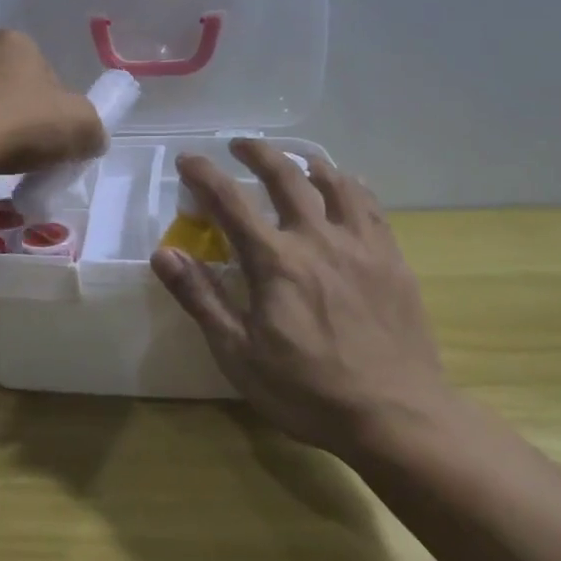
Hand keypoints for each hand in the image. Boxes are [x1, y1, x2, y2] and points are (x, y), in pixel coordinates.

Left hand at [0, 30, 106, 176]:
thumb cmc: (23, 122)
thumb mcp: (81, 124)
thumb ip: (93, 128)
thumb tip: (91, 139)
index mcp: (15, 41)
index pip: (48, 72)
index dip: (59, 104)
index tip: (59, 131)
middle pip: (19, 90)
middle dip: (30, 117)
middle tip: (40, 148)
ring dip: (5, 132)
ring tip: (13, 160)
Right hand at [151, 141, 453, 460]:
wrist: (397, 416)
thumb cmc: (308, 391)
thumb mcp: (238, 354)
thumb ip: (201, 298)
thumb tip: (163, 253)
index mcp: (275, 261)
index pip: (230, 202)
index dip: (204, 175)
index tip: (187, 158)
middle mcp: (317, 239)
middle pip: (285, 177)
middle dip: (257, 153)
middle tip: (239, 144)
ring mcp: (360, 245)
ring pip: (334, 183)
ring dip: (308, 163)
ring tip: (296, 160)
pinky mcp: (392, 259)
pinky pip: (370, 205)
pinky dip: (351, 186)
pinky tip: (347, 187)